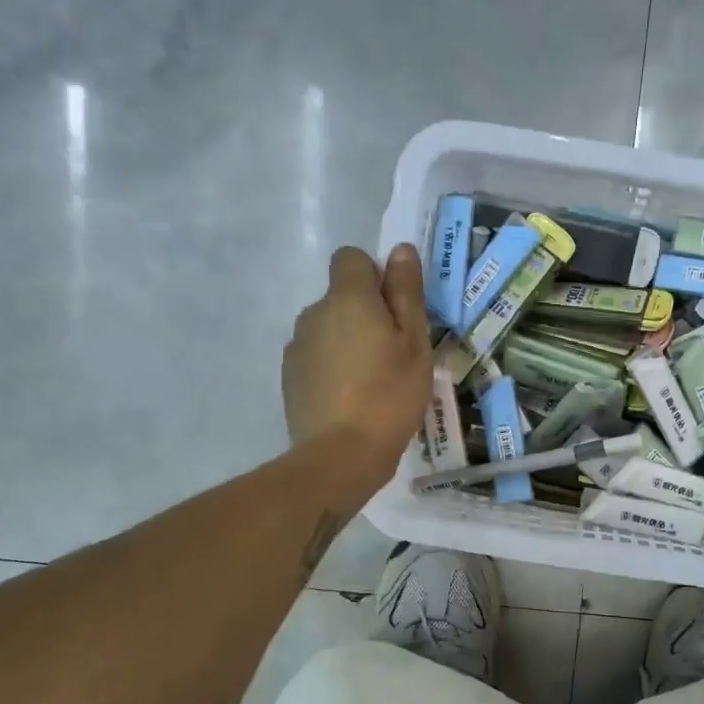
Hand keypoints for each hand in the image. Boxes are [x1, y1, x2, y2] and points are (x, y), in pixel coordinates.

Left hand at [283, 244, 432, 481]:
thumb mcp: (414, 343)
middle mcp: (314, 313)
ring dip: (347, 342)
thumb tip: (400, 249)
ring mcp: (296, 346)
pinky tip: (350, 400)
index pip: (351, 258)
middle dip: (364, 314)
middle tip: (392, 355)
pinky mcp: (289, 377)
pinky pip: (316, 358)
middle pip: (340, 297)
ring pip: (327, 329)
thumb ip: (406, 293)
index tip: (395, 311)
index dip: (375, 276)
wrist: (341, 454)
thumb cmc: (390, 394)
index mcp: (346, 298)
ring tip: (371, 382)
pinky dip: (332, 368)